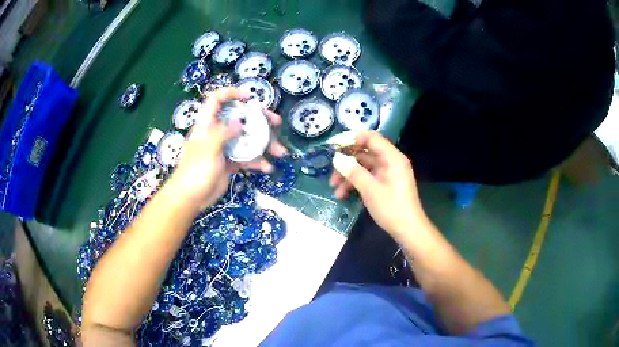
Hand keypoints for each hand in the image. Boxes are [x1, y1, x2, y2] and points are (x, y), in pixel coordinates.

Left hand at [169, 87, 286, 208]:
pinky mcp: (231, 162)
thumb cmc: (195, 171)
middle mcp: (218, 132)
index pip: (217, 100)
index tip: (249, 97)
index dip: (232, 93)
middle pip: (240, 118)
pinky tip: (267, 167)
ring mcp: (226, 147)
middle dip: (260, 119)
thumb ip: (223, 133)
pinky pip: (247, 157)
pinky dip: (258, 161)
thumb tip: (240, 123)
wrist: (192, 198)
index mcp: (207, 124)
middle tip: (276, 122)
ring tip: (280, 151)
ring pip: (247, 138)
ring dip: (265, 144)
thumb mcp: (208, 149)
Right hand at [329, 131, 426, 238]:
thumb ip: (353, 172)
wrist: (408, 230)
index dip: (352, 139)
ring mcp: (387, 173)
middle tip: (331, 171)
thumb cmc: (392, 208)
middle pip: (365, 153)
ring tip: (334, 188)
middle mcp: (390, 162)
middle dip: (347, 162)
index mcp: (392, 158)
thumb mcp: (370, 190)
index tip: (334, 146)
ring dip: (348, 175)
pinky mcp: (384, 184)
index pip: (371, 138)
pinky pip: (367, 177)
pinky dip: (355, 183)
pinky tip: (343, 195)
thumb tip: (336, 158)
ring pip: (364, 167)